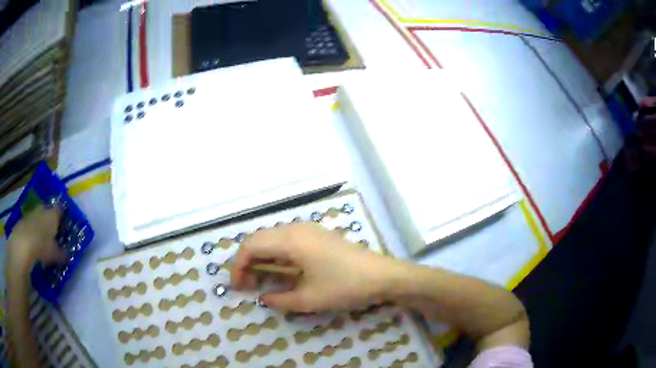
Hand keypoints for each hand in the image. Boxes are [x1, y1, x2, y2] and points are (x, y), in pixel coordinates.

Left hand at [6, 206, 64, 275]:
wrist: (22, 244)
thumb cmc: (42, 247)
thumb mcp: (56, 255)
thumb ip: (62, 253)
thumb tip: (67, 254)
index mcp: (53, 214)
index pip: (60, 211)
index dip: (63, 218)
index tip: (64, 227)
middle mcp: (42, 209)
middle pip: (47, 212)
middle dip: (49, 222)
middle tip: (52, 235)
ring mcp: (31, 213)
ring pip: (38, 218)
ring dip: (40, 227)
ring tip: (42, 242)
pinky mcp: (23, 220)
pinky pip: (30, 225)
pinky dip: (32, 232)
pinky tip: (32, 245)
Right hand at [231, 222, 396, 312]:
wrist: (382, 275)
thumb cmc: (345, 286)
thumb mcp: (309, 299)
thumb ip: (280, 299)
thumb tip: (263, 298)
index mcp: (290, 240)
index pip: (250, 246)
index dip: (238, 266)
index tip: (237, 287)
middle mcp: (295, 228)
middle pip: (258, 239)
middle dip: (247, 261)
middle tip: (246, 285)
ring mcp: (308, 229)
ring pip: (272, 238)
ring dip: (261, 257)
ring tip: (259, 280)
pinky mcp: (317, 235)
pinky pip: (286, 240)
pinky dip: (275, 254)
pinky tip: (279, 271)